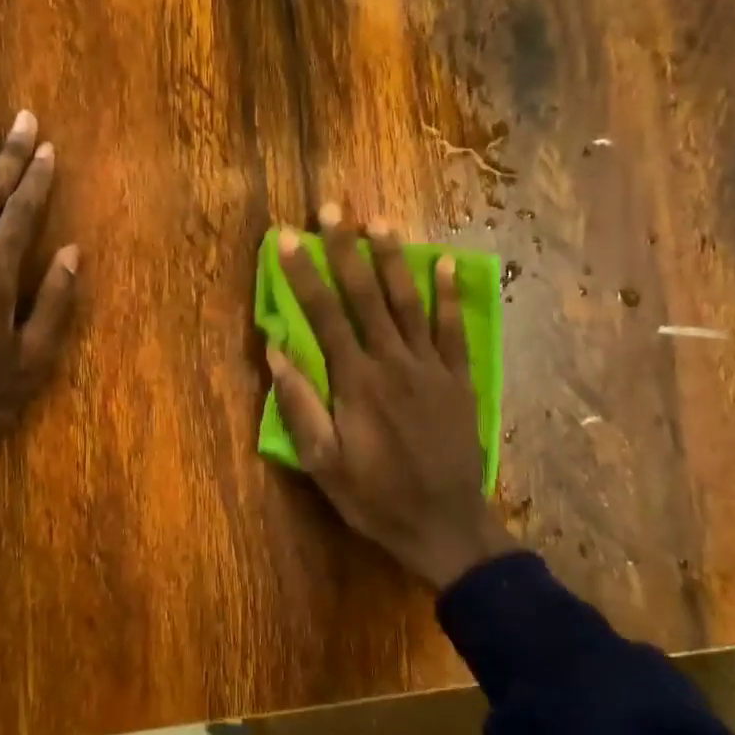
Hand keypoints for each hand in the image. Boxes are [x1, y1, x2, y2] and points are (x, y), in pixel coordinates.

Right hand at [267, 204, 513, 590]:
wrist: (445, 526)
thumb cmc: (375, 497)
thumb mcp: (322, 463)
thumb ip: (299, 405)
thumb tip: (275, 350)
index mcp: (355, 381)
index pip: (324, 315)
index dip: (303, 273)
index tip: (287, 238)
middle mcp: (392, 362)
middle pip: (365, 296)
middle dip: (346, 249)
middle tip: (333, 208)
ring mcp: (430, 368)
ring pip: (409, 302)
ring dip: (393, 259)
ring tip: (380, 220)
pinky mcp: (458, 380)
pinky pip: (452, 330)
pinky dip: (448, 295)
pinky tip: (445, 263)